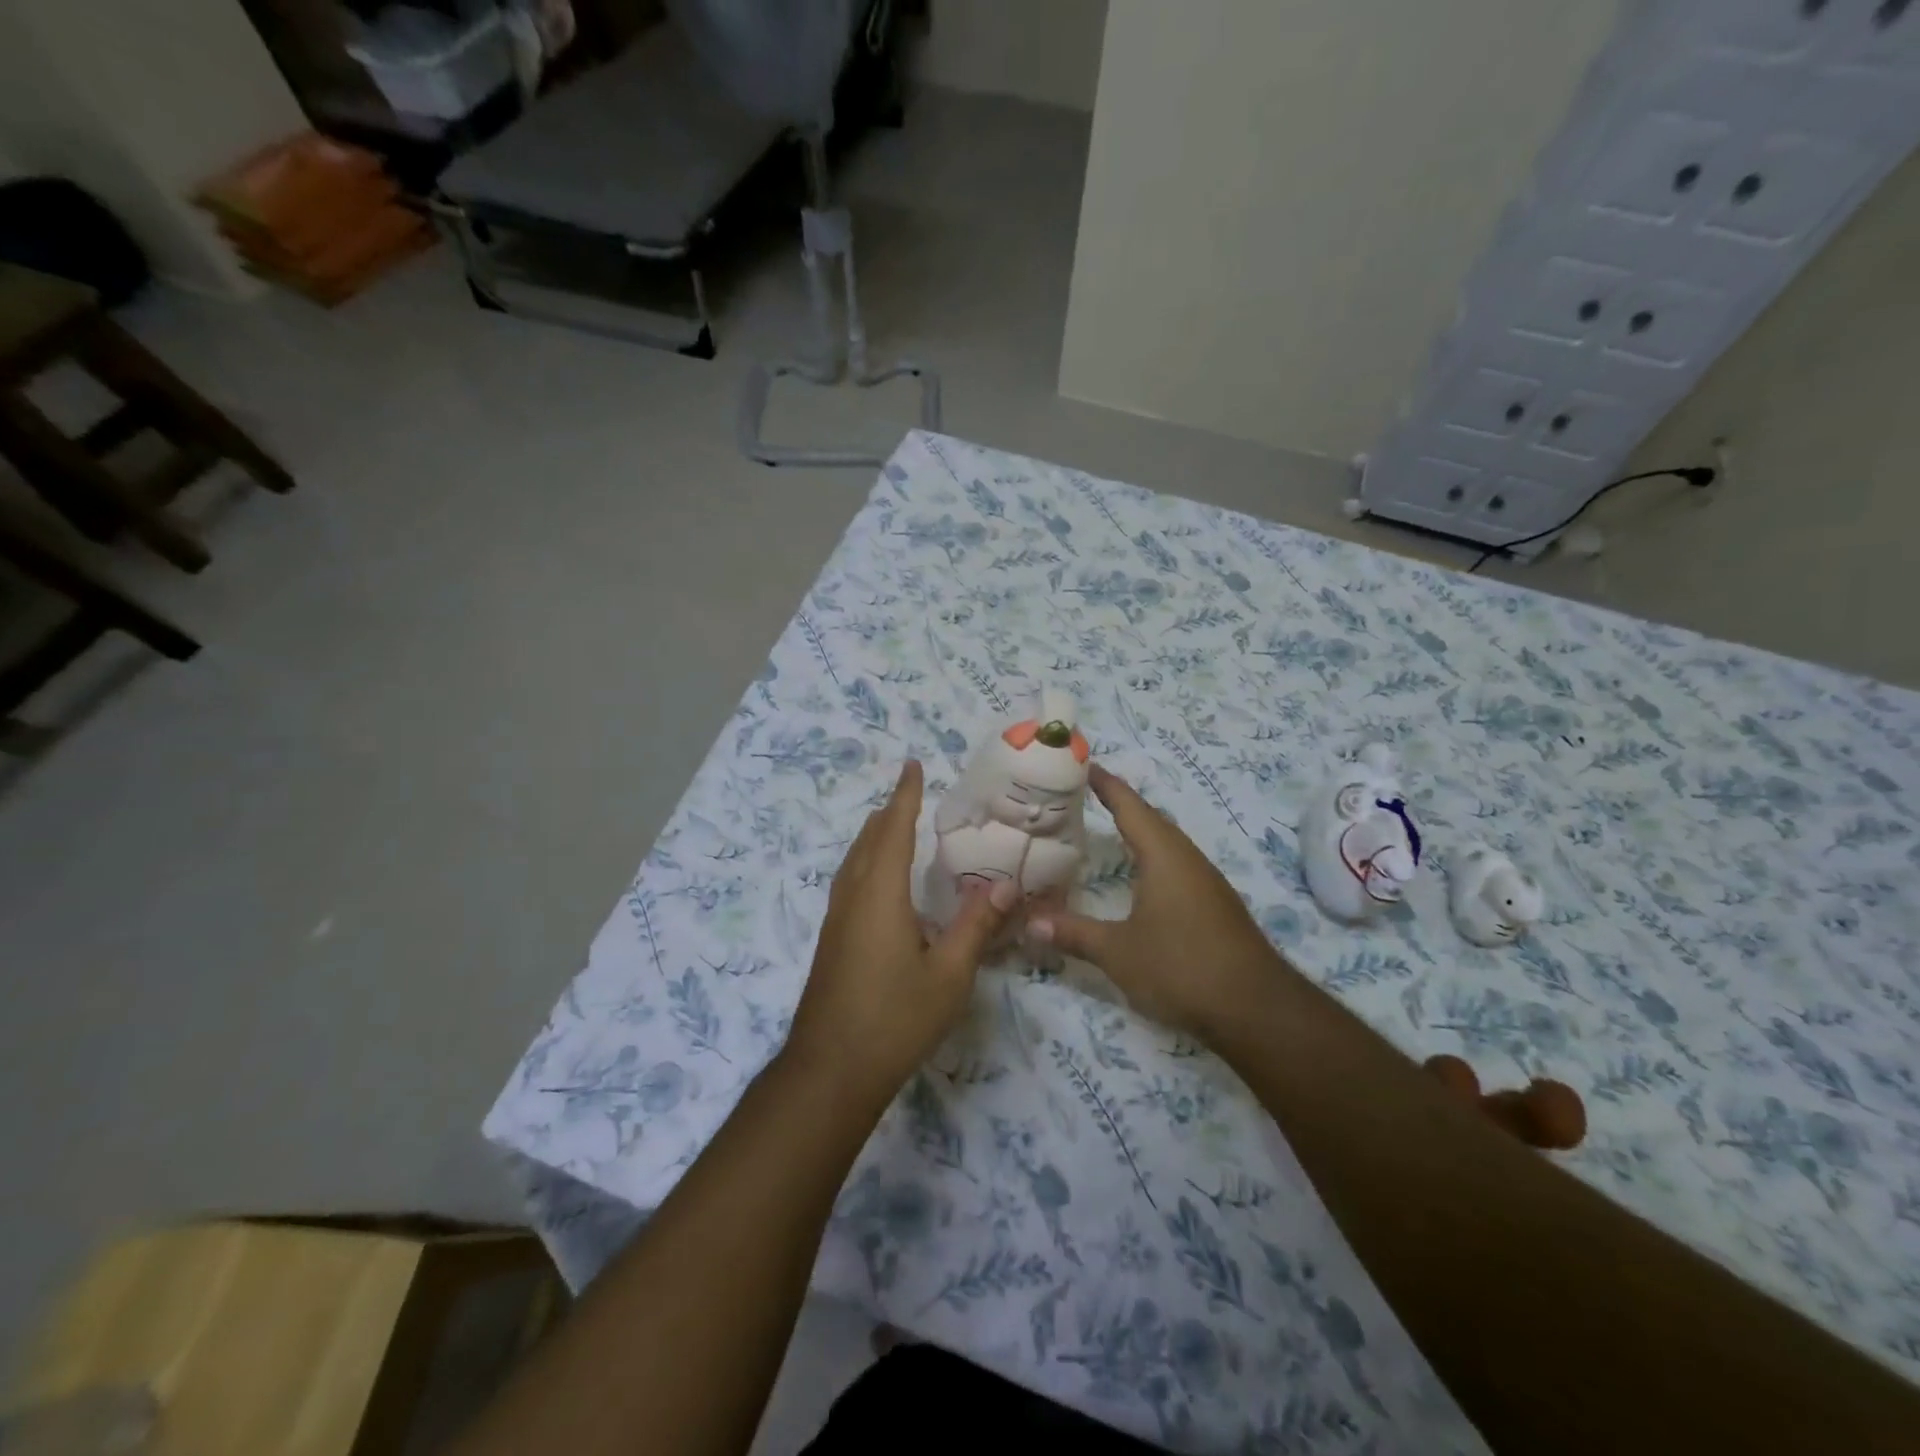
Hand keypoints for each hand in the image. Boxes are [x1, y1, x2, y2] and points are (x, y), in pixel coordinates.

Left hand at [784, 760, 1015, 1105]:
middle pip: (867, 842)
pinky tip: (878, 885)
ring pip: (852, 863)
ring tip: (891, 827)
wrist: (830, 1071)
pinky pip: (848, 884)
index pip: (894, 831)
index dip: (904, 797)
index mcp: (880, 896)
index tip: (912, 766)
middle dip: (887, 813)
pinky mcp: (831, 943)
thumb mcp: (949, 976)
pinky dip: (865, 864)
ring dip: (872, 838)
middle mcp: (852, 899)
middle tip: (908, 794)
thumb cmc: (894, 1019)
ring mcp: (836, 922)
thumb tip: (1006, 887)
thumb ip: (976, 927)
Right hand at [1028, 763, 1284, 1039]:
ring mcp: (1206, 883)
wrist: (1256, 1010)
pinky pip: (1176, 866)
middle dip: (1119, 805)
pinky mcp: (1215, 906)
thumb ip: (1074, 932)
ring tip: (1105, 829)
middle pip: (1150, 820)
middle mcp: (1188, 859)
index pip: (1130, 806)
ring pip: (1166, 844)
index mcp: (1164, 856)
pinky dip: (1151, 859)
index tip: (1083, 764)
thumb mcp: (1118, 952)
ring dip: (1138, 832)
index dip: (1106, 784)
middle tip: (1082, 797)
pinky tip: (1139, 878)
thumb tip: (1029, 921)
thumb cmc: (1182, 967)